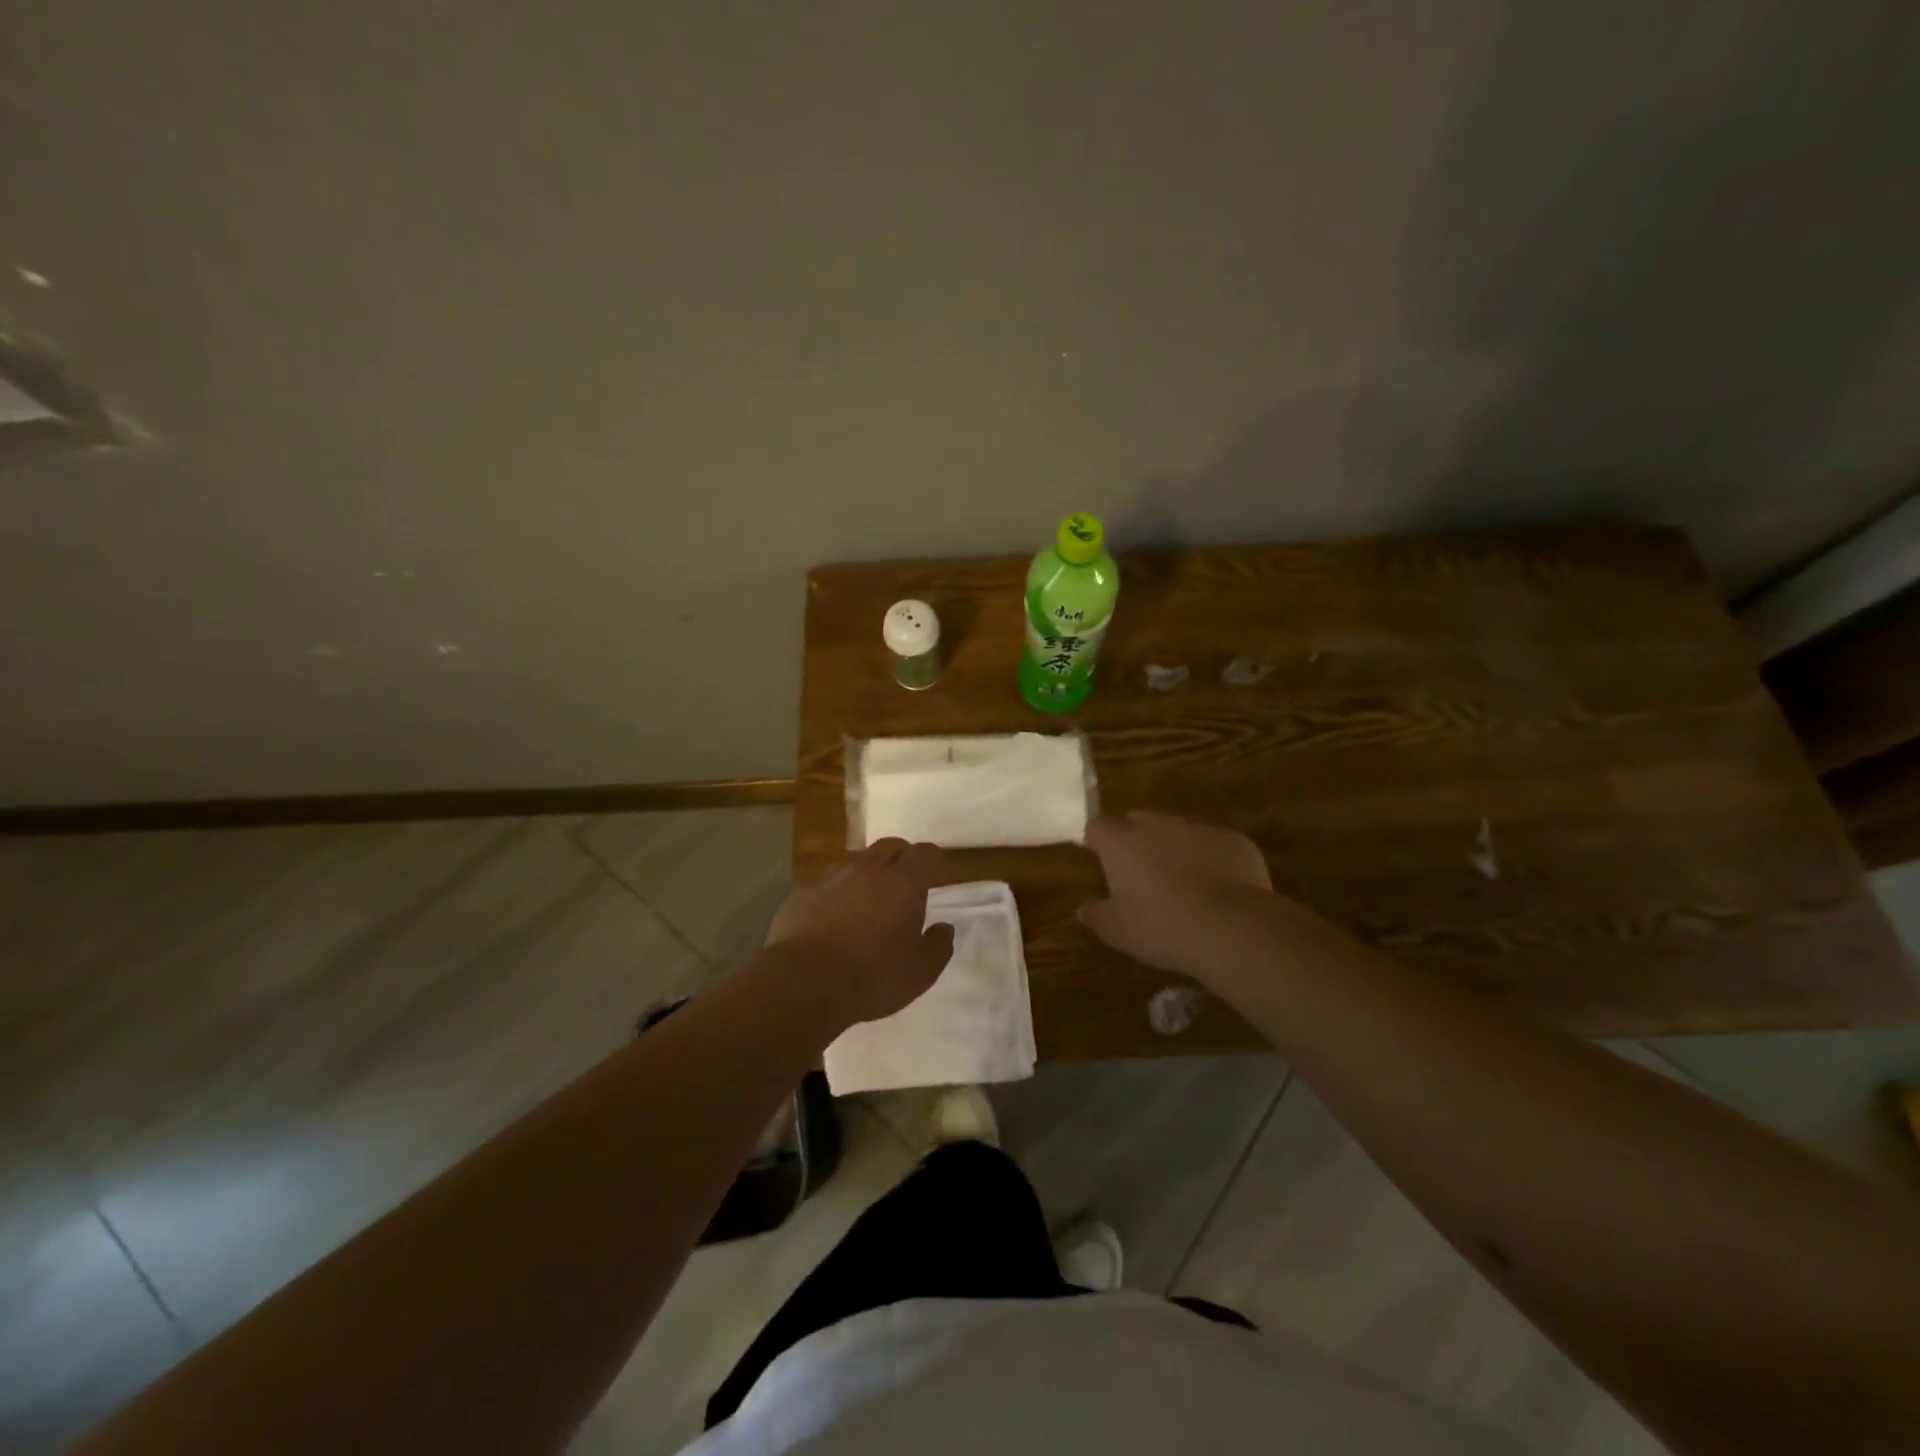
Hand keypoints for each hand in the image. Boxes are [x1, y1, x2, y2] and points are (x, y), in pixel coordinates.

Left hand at [764, 838, 955, 1028]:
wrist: (803, 983)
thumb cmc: (872, 978)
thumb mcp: (920, 973)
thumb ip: (938, 946)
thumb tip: (945, 927)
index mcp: (903, 883)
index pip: (923, 853)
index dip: (932, 859)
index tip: (935, 871)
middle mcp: (868, 870)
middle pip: (890, 846)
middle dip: (901, 856)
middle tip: (905, 878)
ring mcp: (832, 878)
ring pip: (856, 860)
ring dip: (867, 871)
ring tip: (868, 895)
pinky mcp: (803, 893)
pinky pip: (826, 883)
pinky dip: (836, 892)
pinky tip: (833, 915)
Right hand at [1078, 811, 1274, 983]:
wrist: (1233, 928)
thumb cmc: (1162, 926)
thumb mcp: (1117, 930)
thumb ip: (1095, 914)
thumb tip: (1084, 907)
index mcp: (1122, 840)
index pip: (1098, 827)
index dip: (1098, 843)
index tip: (1102, 864)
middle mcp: (1157, 824)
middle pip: (1138, 822)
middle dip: (1136, 842)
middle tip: (1141, 877)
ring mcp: (1199, 828)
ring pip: (1178, 832)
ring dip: (1174, 851)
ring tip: (1183, 888)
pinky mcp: (1234, 840)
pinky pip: (1213, 846)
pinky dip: (1211, 861)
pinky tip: (1218, 893)